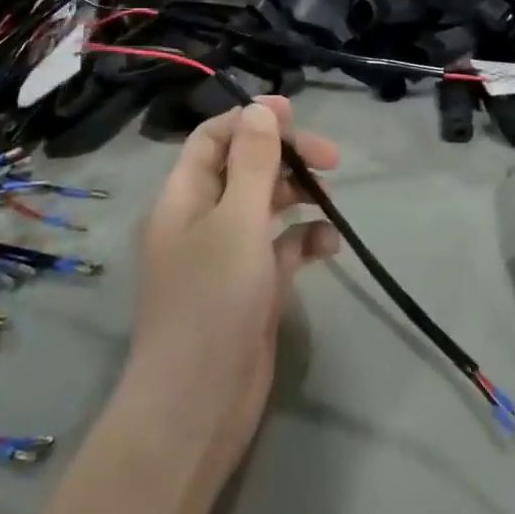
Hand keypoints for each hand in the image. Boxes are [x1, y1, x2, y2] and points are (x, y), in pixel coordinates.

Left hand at [117, 97, 340, 494]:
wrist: (198, 405)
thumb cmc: (212, 301)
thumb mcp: (236, 221)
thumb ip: (252, 163)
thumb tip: (261, 109)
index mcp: (184, 196)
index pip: (214, 138)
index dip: (251, 120)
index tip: (296, 116)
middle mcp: (202, 219)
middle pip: (243, 167)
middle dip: (284, 156)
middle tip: (329, 158)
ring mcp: (227, 255)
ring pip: (264, 206)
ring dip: (296, 195)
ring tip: (329, 198)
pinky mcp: (251, 287)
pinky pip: (280, 248)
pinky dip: (304, 239)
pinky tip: (330, 245)